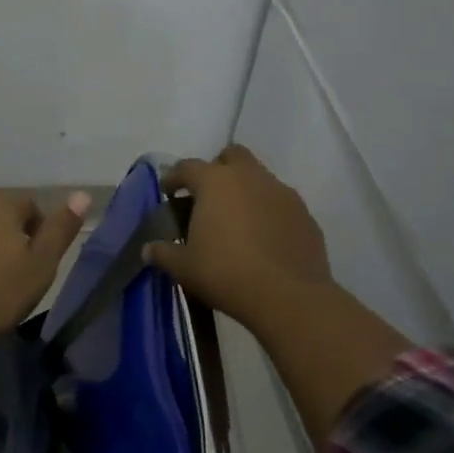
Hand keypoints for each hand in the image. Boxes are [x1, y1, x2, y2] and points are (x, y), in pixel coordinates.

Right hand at [144, 145, 333, 329]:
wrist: (288, 296)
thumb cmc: (225, 273)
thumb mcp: (184, 267)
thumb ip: (163, 253)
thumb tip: (148, 249)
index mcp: (215, 182)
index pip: (187, 167)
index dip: (174, 177)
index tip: (168, 191)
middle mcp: (250, 177)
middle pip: (231, 156)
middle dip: (217, 169)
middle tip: (207, 197)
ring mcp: (282, 193)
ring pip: (259, 177)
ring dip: (245, 190)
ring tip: (235, 222)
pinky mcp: (304, 214)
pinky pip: (280, 203)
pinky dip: (268, 212)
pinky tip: (262, 238)